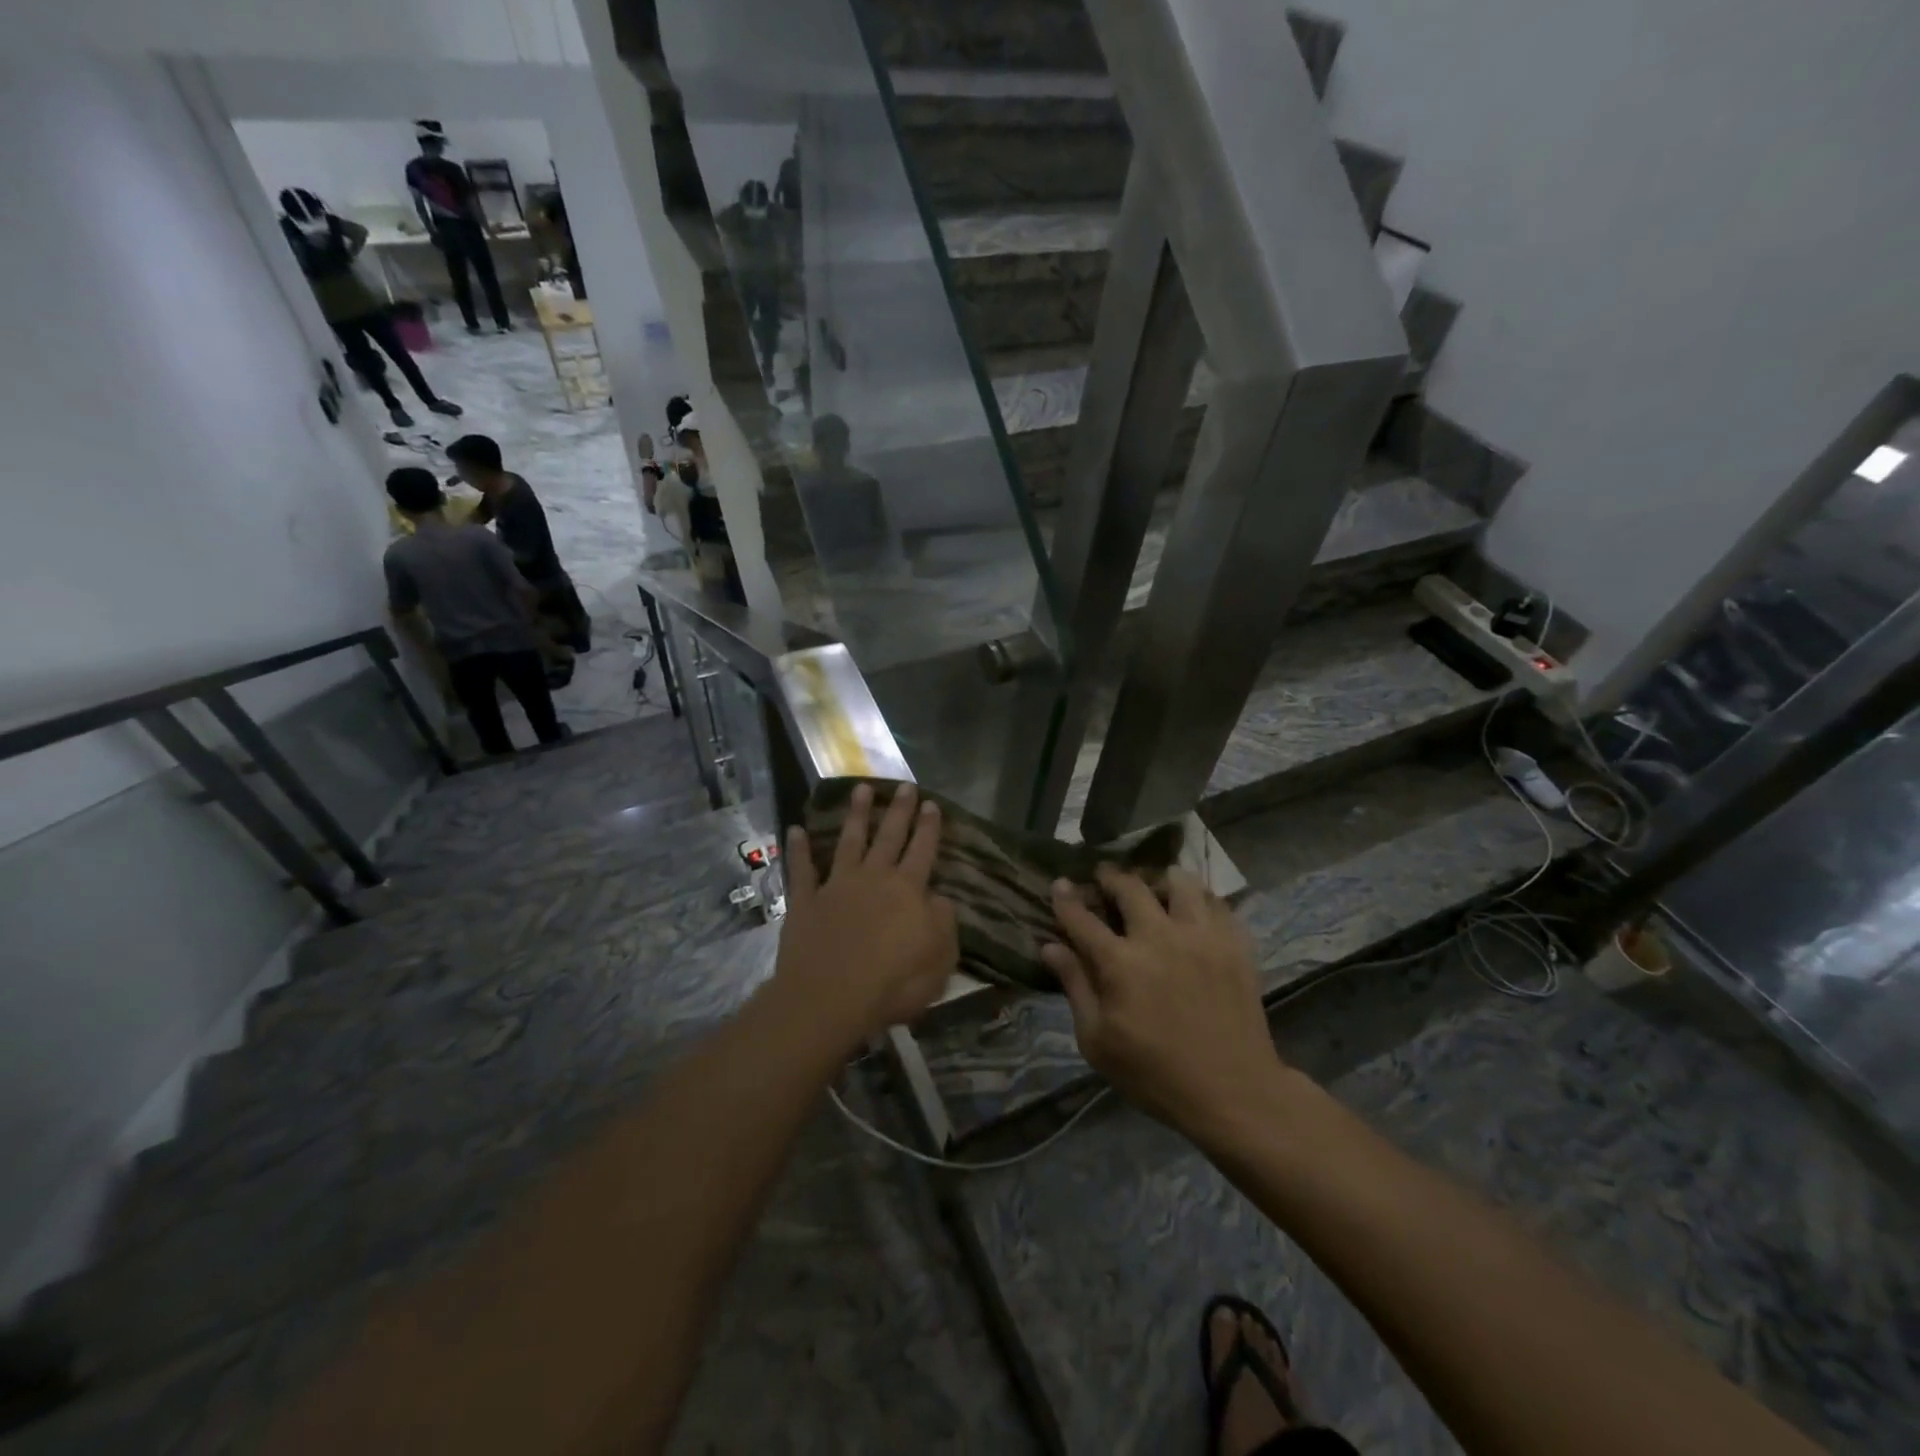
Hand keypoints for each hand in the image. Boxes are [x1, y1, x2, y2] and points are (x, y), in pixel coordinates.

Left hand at [775, 783, 956, 1048]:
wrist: (829, 998)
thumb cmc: (893, 984)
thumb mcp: (940, 960)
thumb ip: (943, 924)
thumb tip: (938, 899)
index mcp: (908, 891)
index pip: (923, 850)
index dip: (929, 827)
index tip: (932, 803)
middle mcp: (874, 878)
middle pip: (889, 836)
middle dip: (899, 810)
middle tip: (905, 785)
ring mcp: (836, 887)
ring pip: (849, 842)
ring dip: (856, 815)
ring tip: (861, 789)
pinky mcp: (805, 902)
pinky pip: (801, 870)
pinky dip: (798, 849)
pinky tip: (795, 830)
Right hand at [1044, 867, 1285, 1137]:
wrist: (1234, 1092)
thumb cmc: (1156, 1073)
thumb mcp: (1098, 1042)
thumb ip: (1075, 987)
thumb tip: (1051, 947)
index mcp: (1120, 963)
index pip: (1083, 918)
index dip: (1067, 898)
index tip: (1060, 883)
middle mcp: (1159, 937)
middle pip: (1130, 887)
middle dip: (1111, 877)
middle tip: (1105, 876)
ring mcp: (1202, 937)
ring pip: (1180, 883)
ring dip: (1160, 879)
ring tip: (1155, 887)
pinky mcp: (1235, 945)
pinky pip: (1217, 903)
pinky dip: (1200, 899)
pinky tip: (1194, 909)